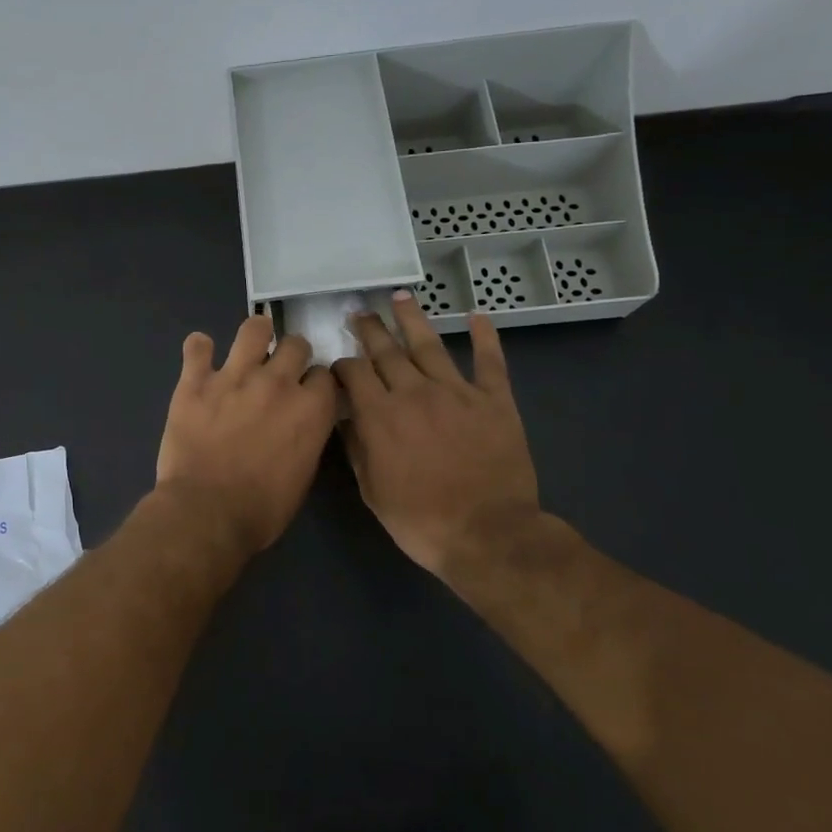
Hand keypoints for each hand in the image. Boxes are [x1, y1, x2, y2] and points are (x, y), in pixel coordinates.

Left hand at [155, 315, 338, 556]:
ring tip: (250, 344)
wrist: (207, 512)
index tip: (307, 390)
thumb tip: (300, 424)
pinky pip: (197, 347)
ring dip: (255, 334)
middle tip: (279, 371)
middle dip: (292, 355)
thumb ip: (306, 437)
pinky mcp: (195, 382)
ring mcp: (234, 377)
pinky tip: (200, 355)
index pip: (324, 374)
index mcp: (310, 409)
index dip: (316, 382)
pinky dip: (199, 348)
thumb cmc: (262, 508)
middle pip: (295, 345)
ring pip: (253, 330)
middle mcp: (277, 383)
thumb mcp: (302, 475)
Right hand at [332, 291, 546, 580]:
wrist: (487, 533)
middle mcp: (414, 392)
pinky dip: (485, 337)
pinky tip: (477, 317)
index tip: (337, 363)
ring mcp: (457, 392)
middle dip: (369, 329)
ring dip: (412, 318)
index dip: (341, 364)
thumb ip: (357, 447)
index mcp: (379, 414)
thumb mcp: (372, 490)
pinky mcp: (494, 400)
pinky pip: (490, 361)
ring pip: (429, 344)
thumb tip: (344, 418)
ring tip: (400, 297)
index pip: (353, 372)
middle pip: (386, 350)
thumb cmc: (420, 519)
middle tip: (359, 313)